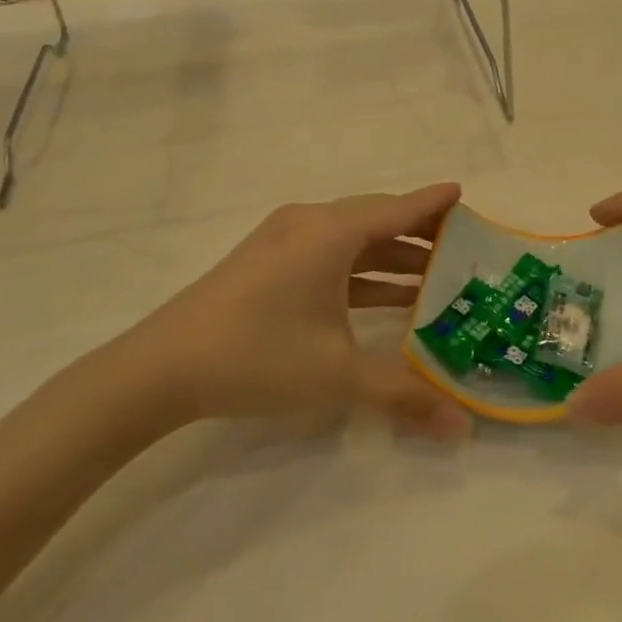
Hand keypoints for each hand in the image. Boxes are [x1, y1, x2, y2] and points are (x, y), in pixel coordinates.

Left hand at [105, 183, 471, 439]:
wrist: (158, 370)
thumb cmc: (256, 355)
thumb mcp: (336, 374)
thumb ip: (403, 394)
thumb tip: (462, 429)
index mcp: (329, 232)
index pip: (396, 209)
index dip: (432, 203)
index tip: (463, 193)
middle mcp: (310, 224)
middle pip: (376, 219)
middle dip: (419, 233)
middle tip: (461, 248)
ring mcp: (285, 241)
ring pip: (353, 240)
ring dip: (391, 258)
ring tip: (434, 279)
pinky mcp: (268, 263)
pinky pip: (330, 256)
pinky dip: (361, 272)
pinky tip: (384, 298)